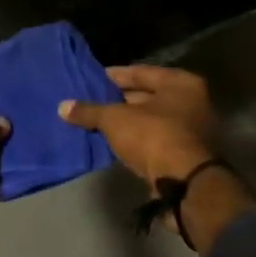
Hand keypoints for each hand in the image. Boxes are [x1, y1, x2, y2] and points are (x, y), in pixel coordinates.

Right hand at [58, 65, 218, 185]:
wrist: (184, 184)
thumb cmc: (153, 136)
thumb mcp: (114, 120)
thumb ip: (89, 111)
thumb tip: (62, 106)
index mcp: (181, 83)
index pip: (141, 72)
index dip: (115, 76)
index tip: (93, 79)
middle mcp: (192, 102)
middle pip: (148, 96)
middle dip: (120, 100)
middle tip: (92, 101)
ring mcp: (193, 130)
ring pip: (151, 119)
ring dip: (127, 122)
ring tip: (98, 122)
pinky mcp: (187, 154)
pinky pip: (155, 139)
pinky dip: (137, 139)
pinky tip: (114, 142)